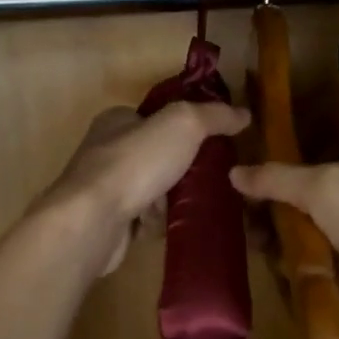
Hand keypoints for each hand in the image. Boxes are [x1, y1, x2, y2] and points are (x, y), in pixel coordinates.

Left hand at [41, 102, 250, 275]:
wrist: (94, 220)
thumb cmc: (135, 163)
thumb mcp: (183, 124)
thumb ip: (214, 116)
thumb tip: (244, 114)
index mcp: (116, 120)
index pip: (155, 116)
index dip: (185, 126)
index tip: (215, 141)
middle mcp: (105, 150)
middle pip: (156, 154)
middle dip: (183, 166)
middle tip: (214, 176)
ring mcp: (105, 188)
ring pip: (151, 188)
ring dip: (172, 197)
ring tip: (202, 203)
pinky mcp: (108, 221)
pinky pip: (142, 218)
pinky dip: (159, 222)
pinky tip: (177, 225)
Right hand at [229, 159, 338, 338]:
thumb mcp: (327, 190)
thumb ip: (280, 179)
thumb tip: (233, 171)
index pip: (299, 170)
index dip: (267, 183)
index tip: (233, 199)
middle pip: (299, 206)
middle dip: (270, 218)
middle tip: (242, 234)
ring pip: (304, 240)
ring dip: (280, 247)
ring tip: (257, 255)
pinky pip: (315, 270)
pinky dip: (297, 272)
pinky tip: (280, 277)